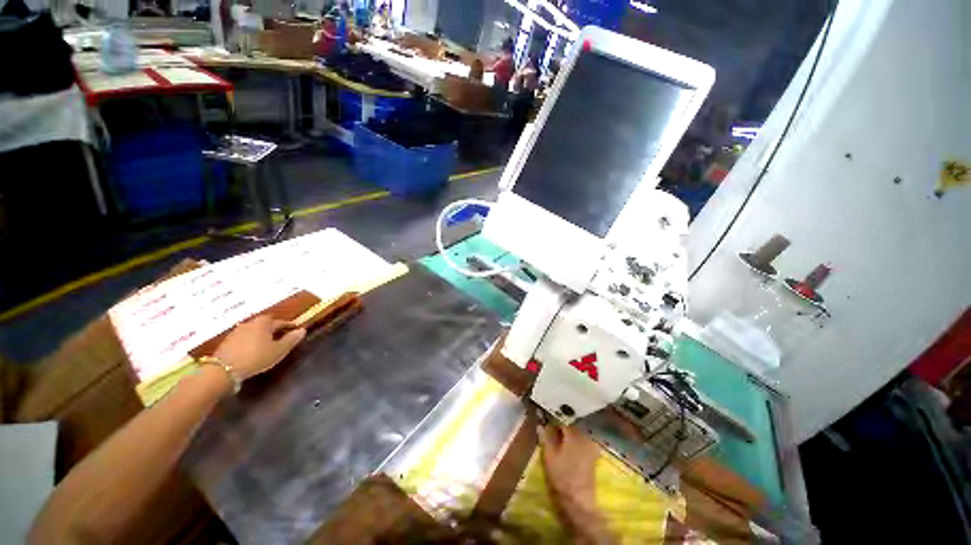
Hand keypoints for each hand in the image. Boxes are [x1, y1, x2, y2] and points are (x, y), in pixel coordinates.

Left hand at [213, 315, 305, 380]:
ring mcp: (237, 331)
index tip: (296, 330)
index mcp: (265, 322)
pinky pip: (245, 337)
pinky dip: (251, 341)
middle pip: (266, 324)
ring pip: (254, 330)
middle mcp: (251, 322)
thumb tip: (302, 330)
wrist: (223, 369)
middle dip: (274, 329)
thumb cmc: (256, 357)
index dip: (290, 326)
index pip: (281, 322)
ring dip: (261, 335)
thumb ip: (291, 339)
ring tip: (267, 344)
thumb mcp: (279, 350)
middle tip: (281, 336)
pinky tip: (252, 349)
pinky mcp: (228, 341)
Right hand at [541, 424, 614, 544]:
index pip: (562, 419)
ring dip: (568, 432)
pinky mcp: (594, 454)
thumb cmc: (561, 476)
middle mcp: (585, 436)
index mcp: (574, 433)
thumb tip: (542, 422)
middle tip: (550, 427)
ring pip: (577, 432)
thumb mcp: (549, 454)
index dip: (553, 418)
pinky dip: (574, 440)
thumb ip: (546, 436)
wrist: (578, 501)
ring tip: (557, 436)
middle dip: (561, 424)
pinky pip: (582, 440)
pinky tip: (567, 445)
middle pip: (571, 424)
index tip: (544, 418)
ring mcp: (591, 445)